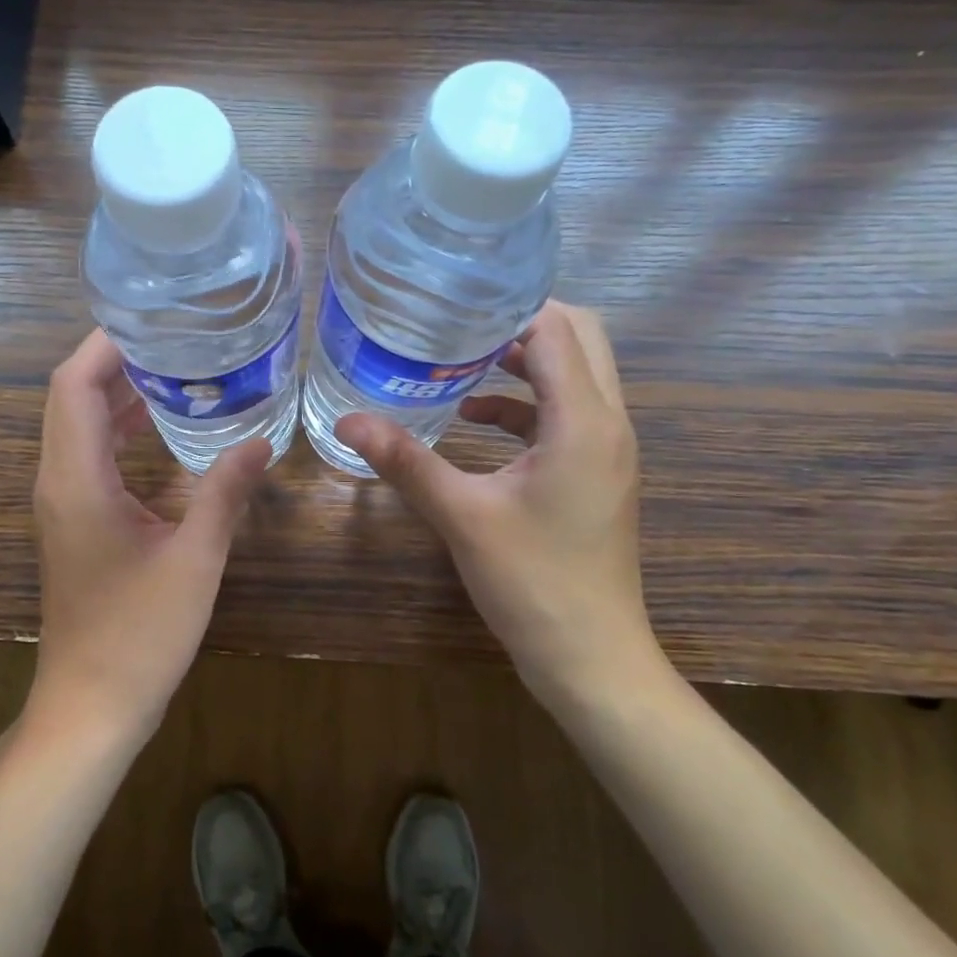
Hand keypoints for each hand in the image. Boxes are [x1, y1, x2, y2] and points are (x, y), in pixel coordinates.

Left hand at [28, 330, 270, 743]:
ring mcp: (62, 504)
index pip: (74, 385)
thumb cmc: (139, 635)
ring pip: (78, 427)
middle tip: (175, 338)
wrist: (90, 706)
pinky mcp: (74, 523)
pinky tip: (161, 428)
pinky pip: (88, 456)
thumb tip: (260, 442)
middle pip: (72, 398)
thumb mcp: (195, 559)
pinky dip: (118, 430)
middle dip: (116, 362)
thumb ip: (225, 493)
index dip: (105, 345)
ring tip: (175, 371)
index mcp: (77, 480)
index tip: (152, 320)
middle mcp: (58, 482)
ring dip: (117, 395)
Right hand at [336, 301, 661, 707]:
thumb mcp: (461, 516)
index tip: (455, 299)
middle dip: (522, 323)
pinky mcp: (597, 473)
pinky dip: (526, 404)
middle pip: (580, 340)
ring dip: (525, 362)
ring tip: (459, 359)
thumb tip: (348, 419)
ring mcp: (607, 450)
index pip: (558, 329)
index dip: (509, 307)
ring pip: (575, 376)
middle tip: (459, 321)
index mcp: (583, 422)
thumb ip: (406, 461)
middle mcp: (607, 423)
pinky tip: (475, 421)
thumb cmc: (532, 582)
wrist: (591, 657)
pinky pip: (566, 415)